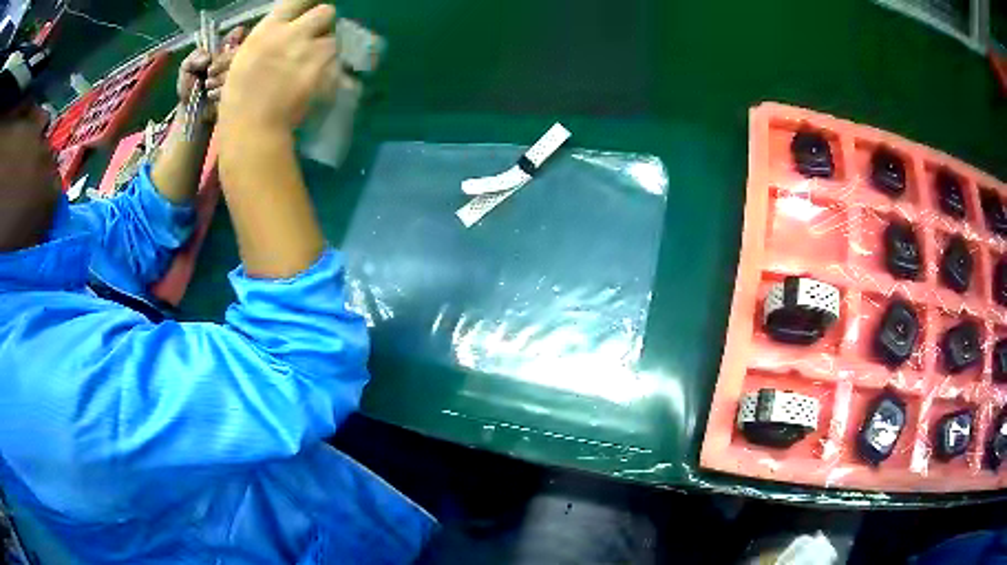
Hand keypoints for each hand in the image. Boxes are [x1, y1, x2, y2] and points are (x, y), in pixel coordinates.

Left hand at [177, 26, 246, 123]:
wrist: (192, 115)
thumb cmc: (189, 90)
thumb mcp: (185, 69)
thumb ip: (194, 57)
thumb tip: (208, 58)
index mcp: (222, 51)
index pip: (238, 34)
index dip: (233, 39)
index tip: (224, 48)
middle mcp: (234, 59)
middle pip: (239, 50)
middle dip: (222, 61)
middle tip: (208, 73)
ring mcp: (239, 74)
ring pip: (238, 67)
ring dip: (220, 77)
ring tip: (208, 87)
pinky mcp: (240, 90)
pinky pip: (236, 84)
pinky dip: (222, 89)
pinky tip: (212, 95)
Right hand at [220, 0, 343, 130]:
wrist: (253, 126)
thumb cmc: (238, 97)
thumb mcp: (246, 57)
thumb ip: (270, 38)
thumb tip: (287, 30)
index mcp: (269, 29)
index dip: (306, 3)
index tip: (307, 10)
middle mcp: (294, 34)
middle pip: (326, 12)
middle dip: (323, 23)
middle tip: (314, 38)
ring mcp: (312, 52)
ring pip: (333, 40)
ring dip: (326, 50)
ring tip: (313, 66)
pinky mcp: (326, 72)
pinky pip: (336, 64)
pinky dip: (330, 71)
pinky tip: (316, 83)